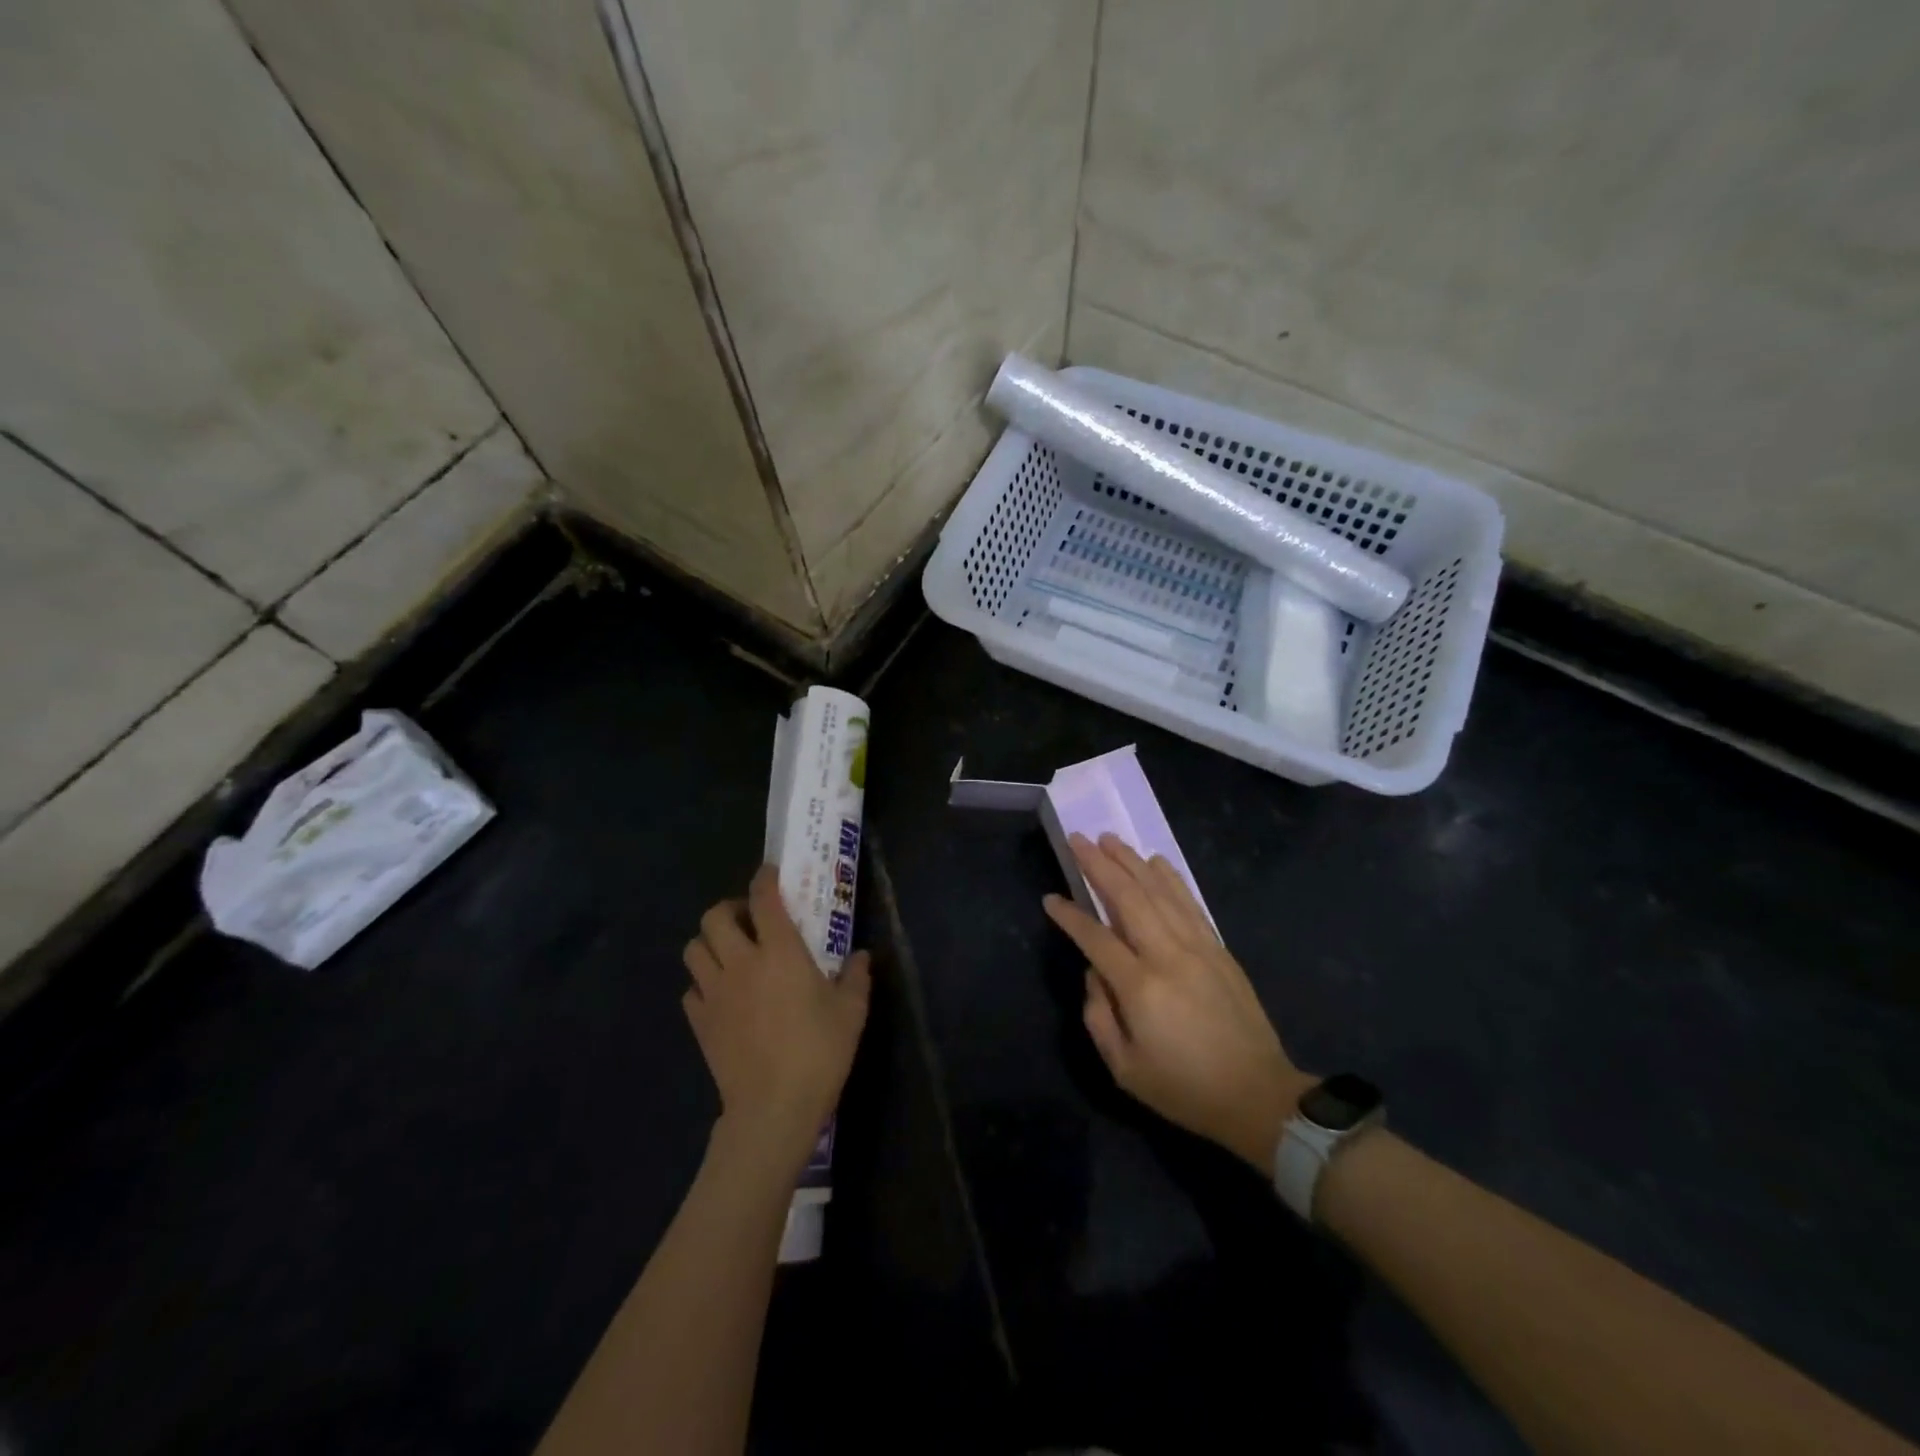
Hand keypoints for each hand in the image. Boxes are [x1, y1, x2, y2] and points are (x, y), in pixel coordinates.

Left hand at [683, 866, 870, 1176]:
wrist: (774, 1107)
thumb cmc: (818, 1051)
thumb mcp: (851, 1011)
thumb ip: (856, 976)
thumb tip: (861, 956)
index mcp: (780, 951)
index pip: (763, 898)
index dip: (764, 878)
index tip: (770, 874)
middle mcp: (740, 962)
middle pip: (714, 917)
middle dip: (729, 909)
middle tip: (748, 920)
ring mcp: (714, 992)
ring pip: (693, 949)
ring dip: (710, 943)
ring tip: (731, 954)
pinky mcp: (699, 1022)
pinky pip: (691, 990)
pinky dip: (703, 984)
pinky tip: (723, 996)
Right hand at [1044, 833, 1312, 1170]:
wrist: (1258, 1096)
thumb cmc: (1184, 1088)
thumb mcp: (1125, 1069)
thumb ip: (1098, 1016)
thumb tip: (1095, 972)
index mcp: (1141, 987)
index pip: (1096, 937)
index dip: (1071, 916)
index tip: (1050, 898)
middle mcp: (1168, 955)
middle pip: (1129, 898)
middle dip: (1100, 865)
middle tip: (1079, 840)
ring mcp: (1198, 948)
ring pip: (1160, 892)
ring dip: (1132, 862)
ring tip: (1110, 839)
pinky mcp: (1219, 949)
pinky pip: (1190, 903)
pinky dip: (1171, 878)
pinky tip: (1156, 862)